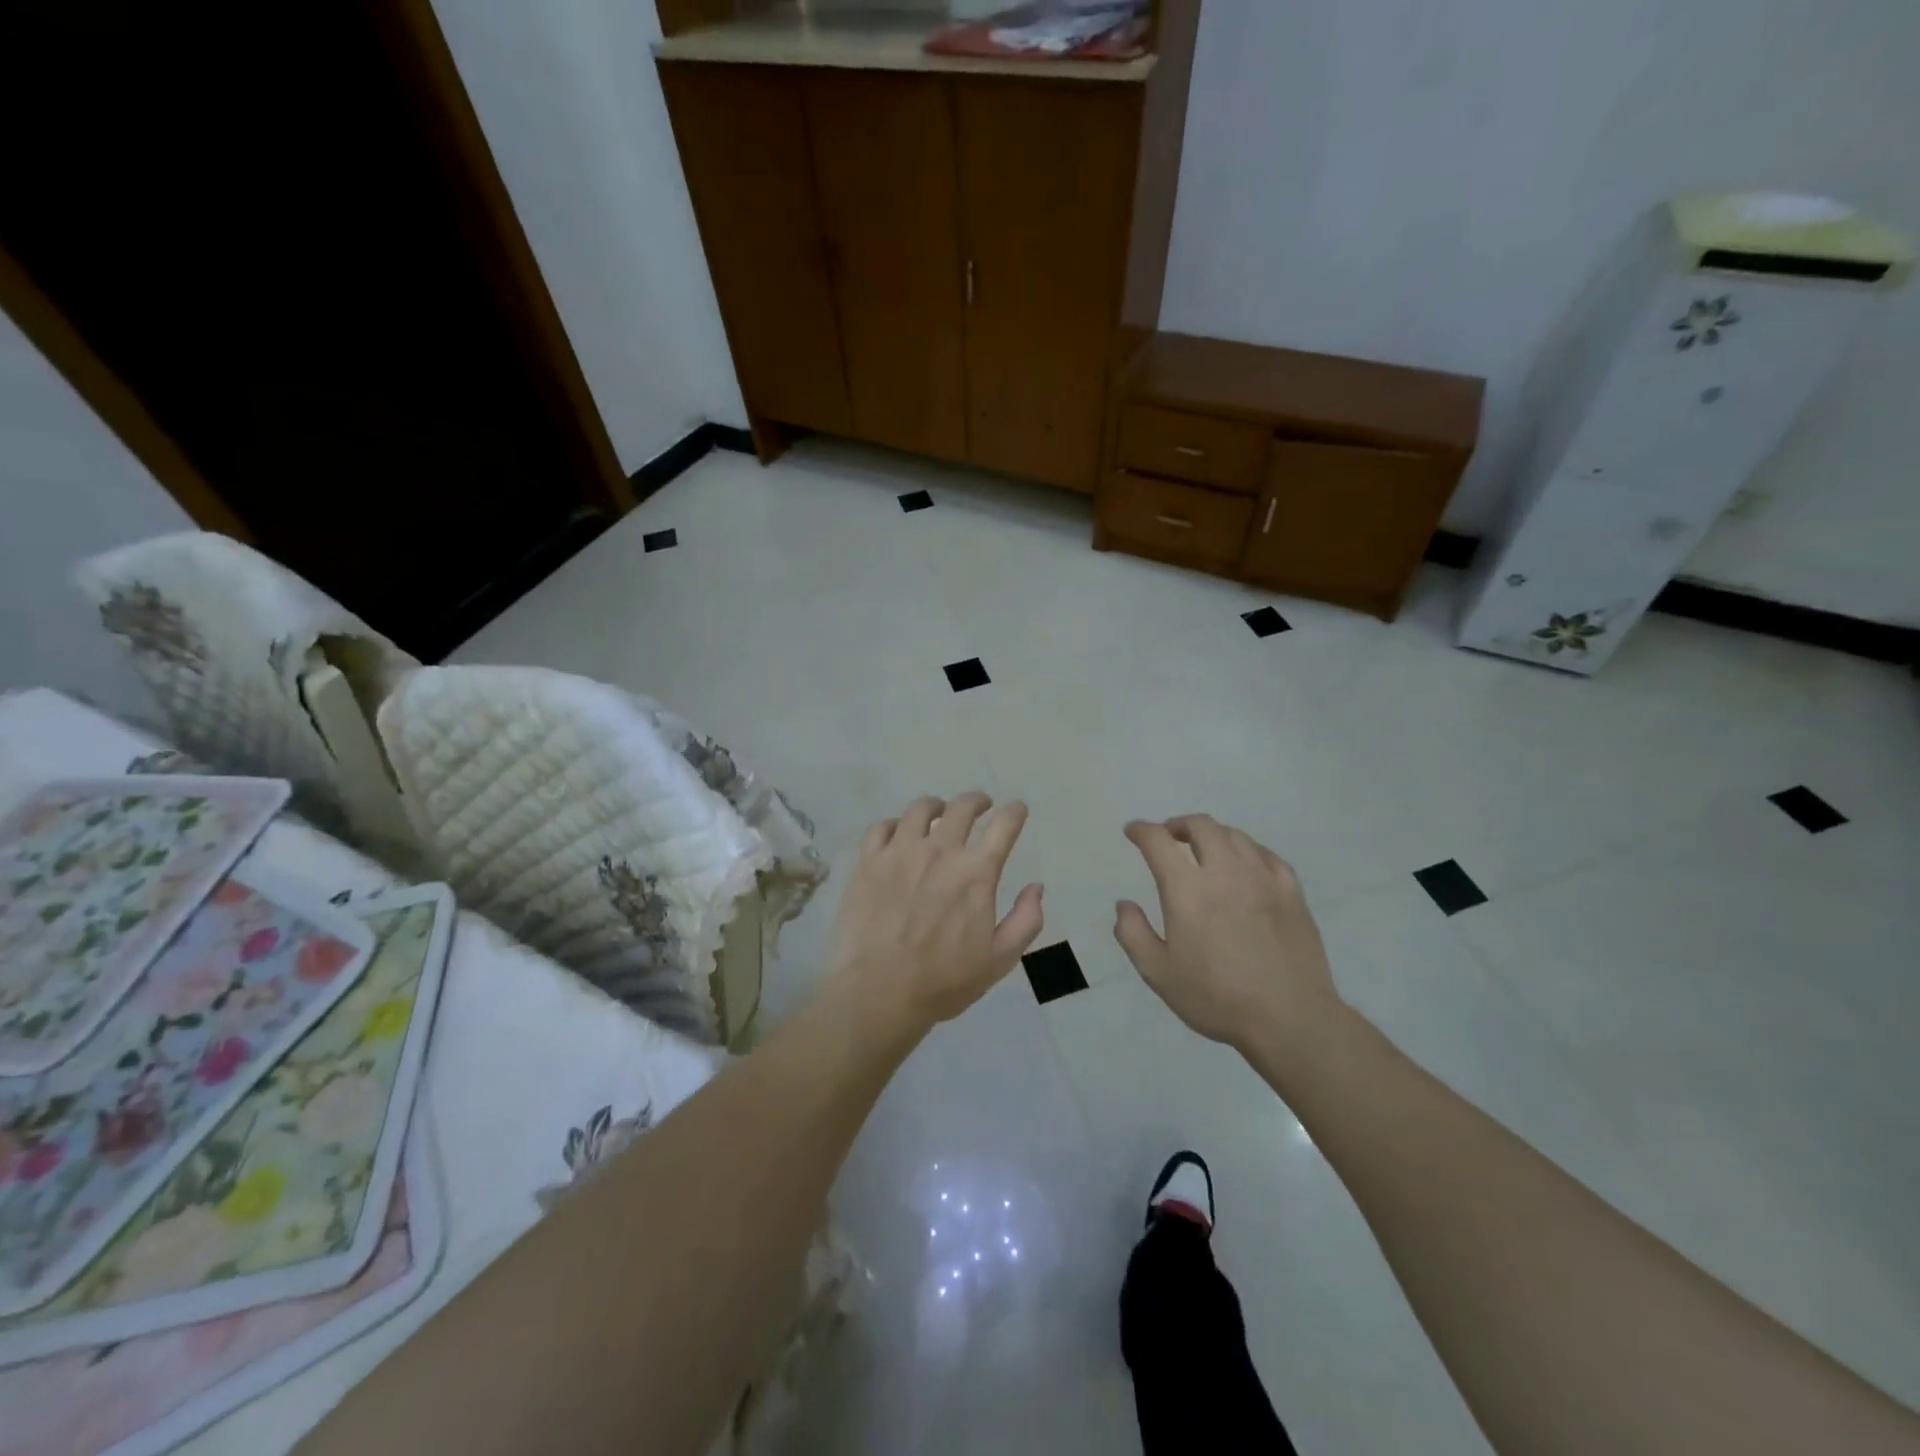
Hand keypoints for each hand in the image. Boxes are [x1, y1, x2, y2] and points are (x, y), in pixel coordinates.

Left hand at [826, 793, 1044, 1040]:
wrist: (878, 992)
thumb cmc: (943, 981)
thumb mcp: (1000, 960)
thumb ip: (1026, 920)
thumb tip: (1036, 887)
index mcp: (976, 872)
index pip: (1004, 826)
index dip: (1015, 812)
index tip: (1017, 809)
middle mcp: (940, 851)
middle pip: (963, 807)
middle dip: (977, 801)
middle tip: (981, 806)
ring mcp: (900, 852)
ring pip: (920, 809)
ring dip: (936, 806)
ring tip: (938, 812)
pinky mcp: (868, 861)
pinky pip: (882, 827)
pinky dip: (895, 824)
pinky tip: (898, 833)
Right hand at [1115, 815, 1343, 1053]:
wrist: (1290, 1019)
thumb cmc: (1217, 998)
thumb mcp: (1158, 973)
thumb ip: (1133, 933)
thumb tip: (1124, 904)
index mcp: (1188, 890)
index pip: (1158, 842)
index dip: (1142, 831)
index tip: (1133, 832)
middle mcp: (1225, 873)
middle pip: (1201, 826)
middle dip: (1178, 824)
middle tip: (1169, 837)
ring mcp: (1263, 879)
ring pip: (1235, 836)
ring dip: (1212, 834)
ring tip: (1204, 849)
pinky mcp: (1292, 892)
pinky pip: (1266, 855)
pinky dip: (1247, 850)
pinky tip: (1245, 865)